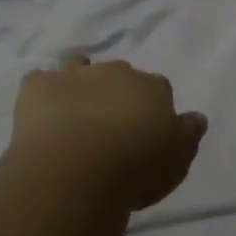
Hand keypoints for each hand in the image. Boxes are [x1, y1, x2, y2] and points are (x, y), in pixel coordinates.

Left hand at [11, 55, 207, 211]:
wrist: (78, 169)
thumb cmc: (136, 168)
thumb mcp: (177, 160)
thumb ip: (188, 135)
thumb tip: (196, 117)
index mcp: (153, 87)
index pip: (158, 90)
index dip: (150, 110)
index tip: (144, 134)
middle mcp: (117, 72)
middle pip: (120, 76)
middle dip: (115, 94)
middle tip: (108, 129)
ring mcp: (76, 75)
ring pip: (79, 67)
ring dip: (79, 83)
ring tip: (73, 114)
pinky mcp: (39, 86)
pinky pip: (40, 80)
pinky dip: (41, 93)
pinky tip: (40, 114)